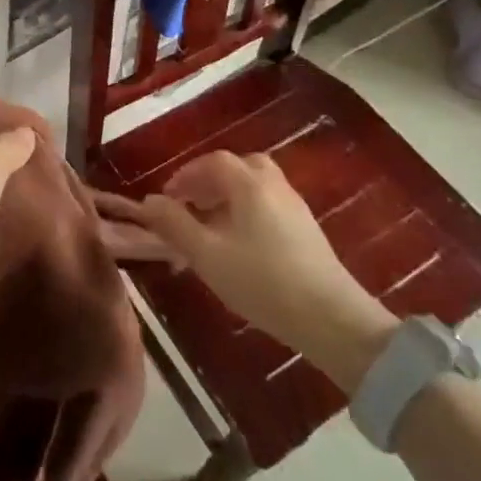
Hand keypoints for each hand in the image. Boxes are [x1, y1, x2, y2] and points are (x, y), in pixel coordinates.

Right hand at [100, 151, 394, 392]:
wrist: (330, 319)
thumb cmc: (261, 281)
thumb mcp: (206, 254)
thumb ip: (174, 224)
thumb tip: (149, 201)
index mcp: (249, 183)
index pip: (213, 161)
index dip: (186, 175)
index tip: (168, 198)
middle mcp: (274, 185)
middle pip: (238, 167)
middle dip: (209, 181)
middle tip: (192, 205)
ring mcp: (295, 206)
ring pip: (256, 186)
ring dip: (229, 196)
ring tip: (211, 226)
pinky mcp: (307, 229)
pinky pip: (269, 204)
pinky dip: (247, 210)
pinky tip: (240, 243)